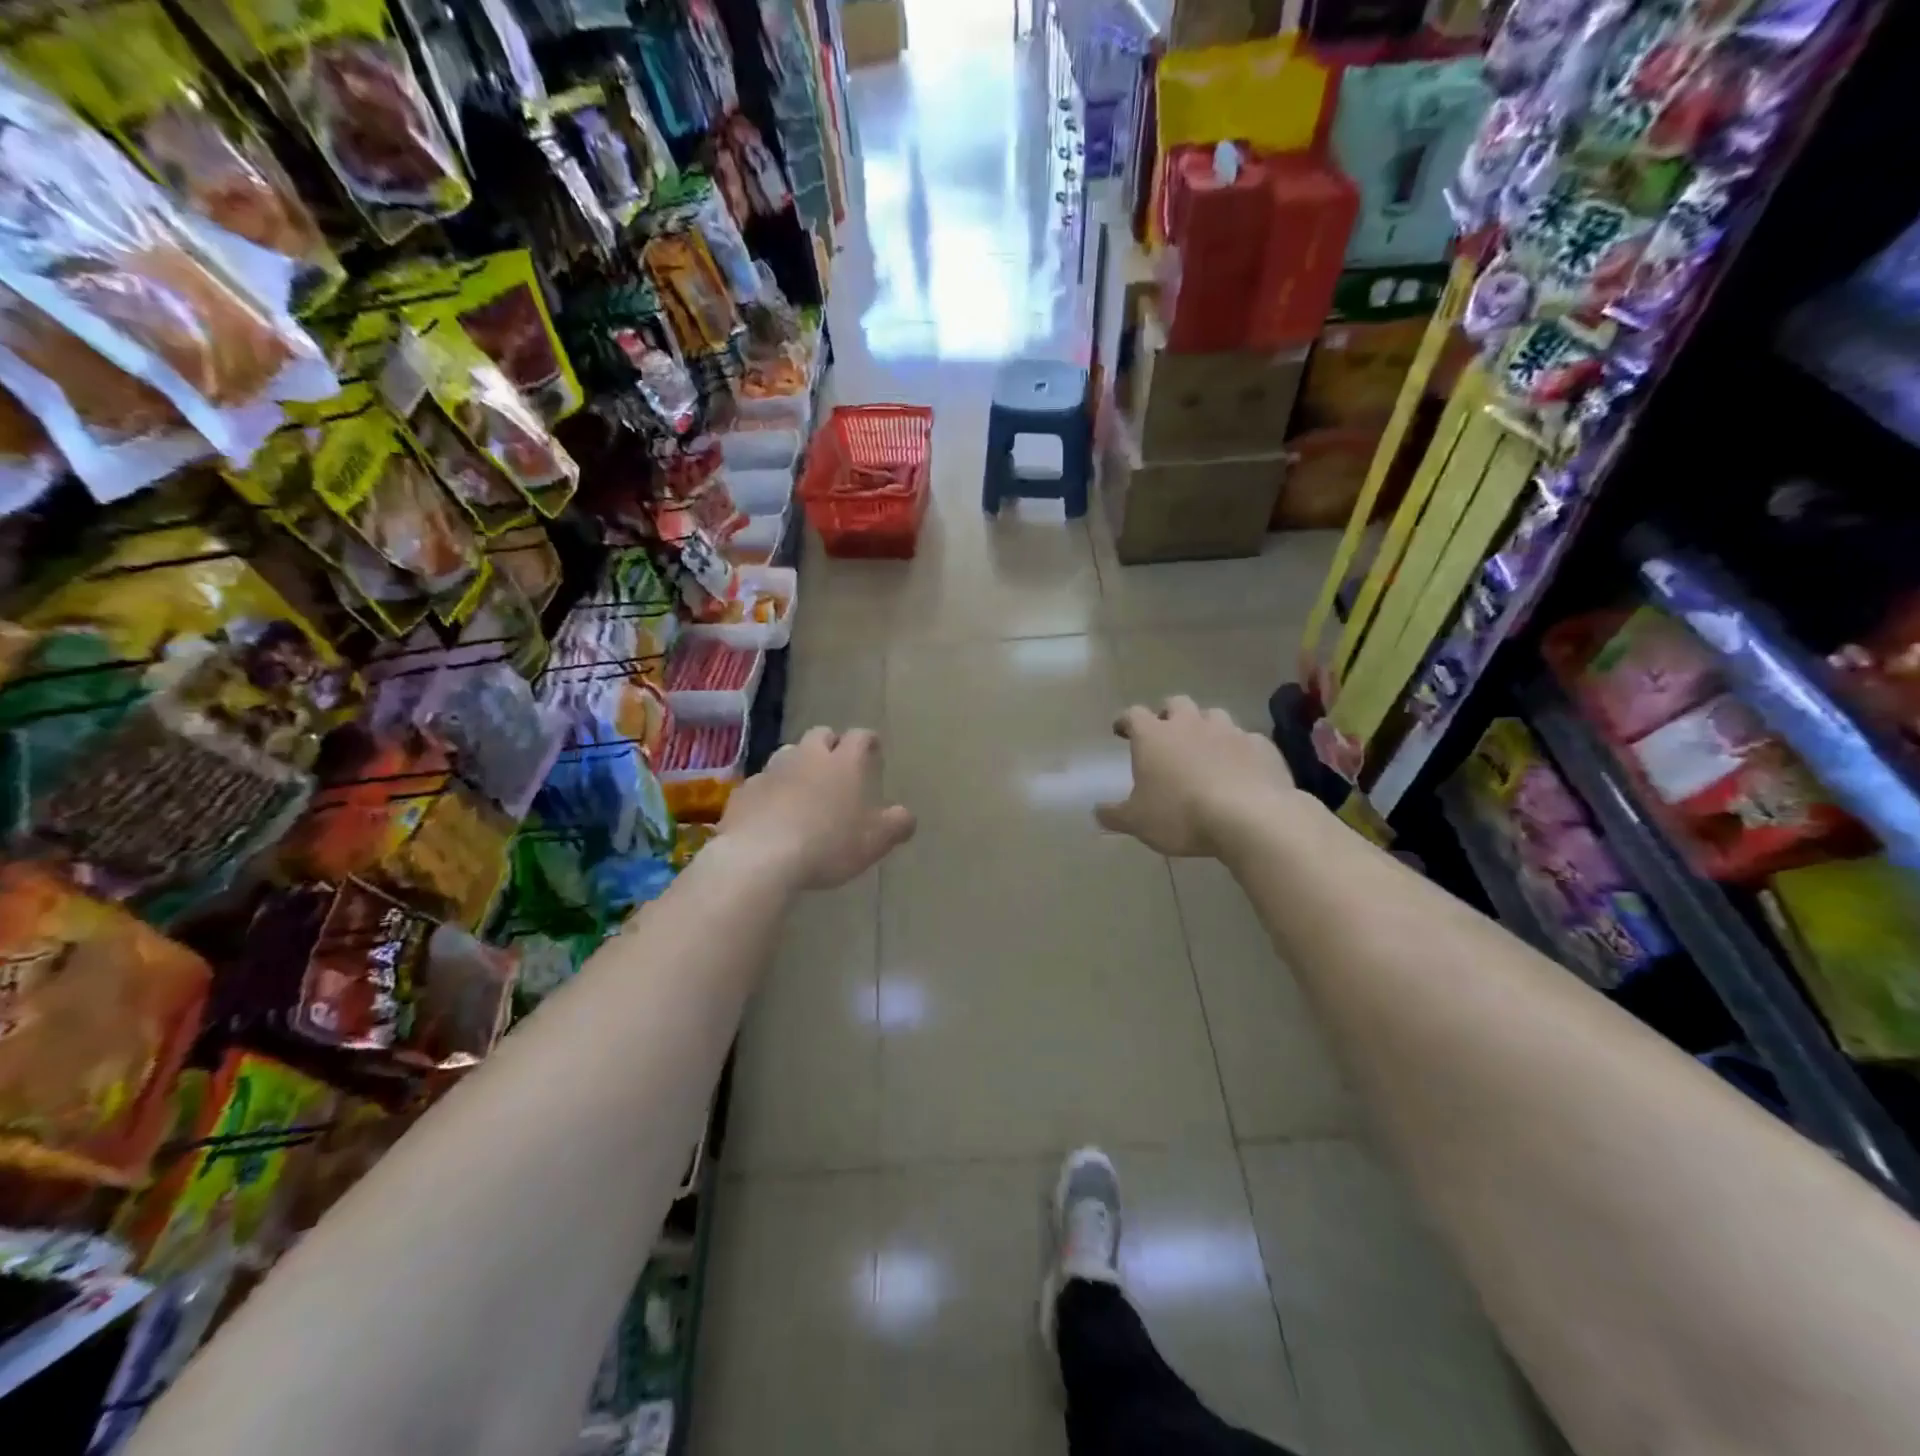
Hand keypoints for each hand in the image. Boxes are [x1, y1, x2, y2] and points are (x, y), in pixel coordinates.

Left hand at [718, 727, 915, 889]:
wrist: (761, 857)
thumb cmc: (829, 843)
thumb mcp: (876, 840)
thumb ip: (897, 824)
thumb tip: (906, 816)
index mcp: (845, 763)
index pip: (861, 737)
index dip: (868, 741)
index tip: (873, 750)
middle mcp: (808, 757)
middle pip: (820, 735)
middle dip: (830, 745)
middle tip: (837, 766)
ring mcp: (772, 771)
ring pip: (787, 754)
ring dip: (797, 765)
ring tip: (803, 788)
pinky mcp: (745, 791)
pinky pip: (761, 784)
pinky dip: (770, 792)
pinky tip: (771, 814)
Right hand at [1095, 697, 1297, 857]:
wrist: (1250, 817)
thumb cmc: (1181, 815)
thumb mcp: (1137, 822)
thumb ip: (1115, 814)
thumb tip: (1097, 811)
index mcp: (1154, 736)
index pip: (1133, 715)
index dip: (1126, 721)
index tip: (1121, 730)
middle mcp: (1190, 724)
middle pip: (1176, 704)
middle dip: (1168, 714)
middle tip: (1165, 734)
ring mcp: (1229, 731)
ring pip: (1214, 716)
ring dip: (1205, 727)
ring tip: (1204, 749)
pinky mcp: (1261, 745)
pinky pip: (1246, 740)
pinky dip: (1238, 750)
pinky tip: (1239, 768)